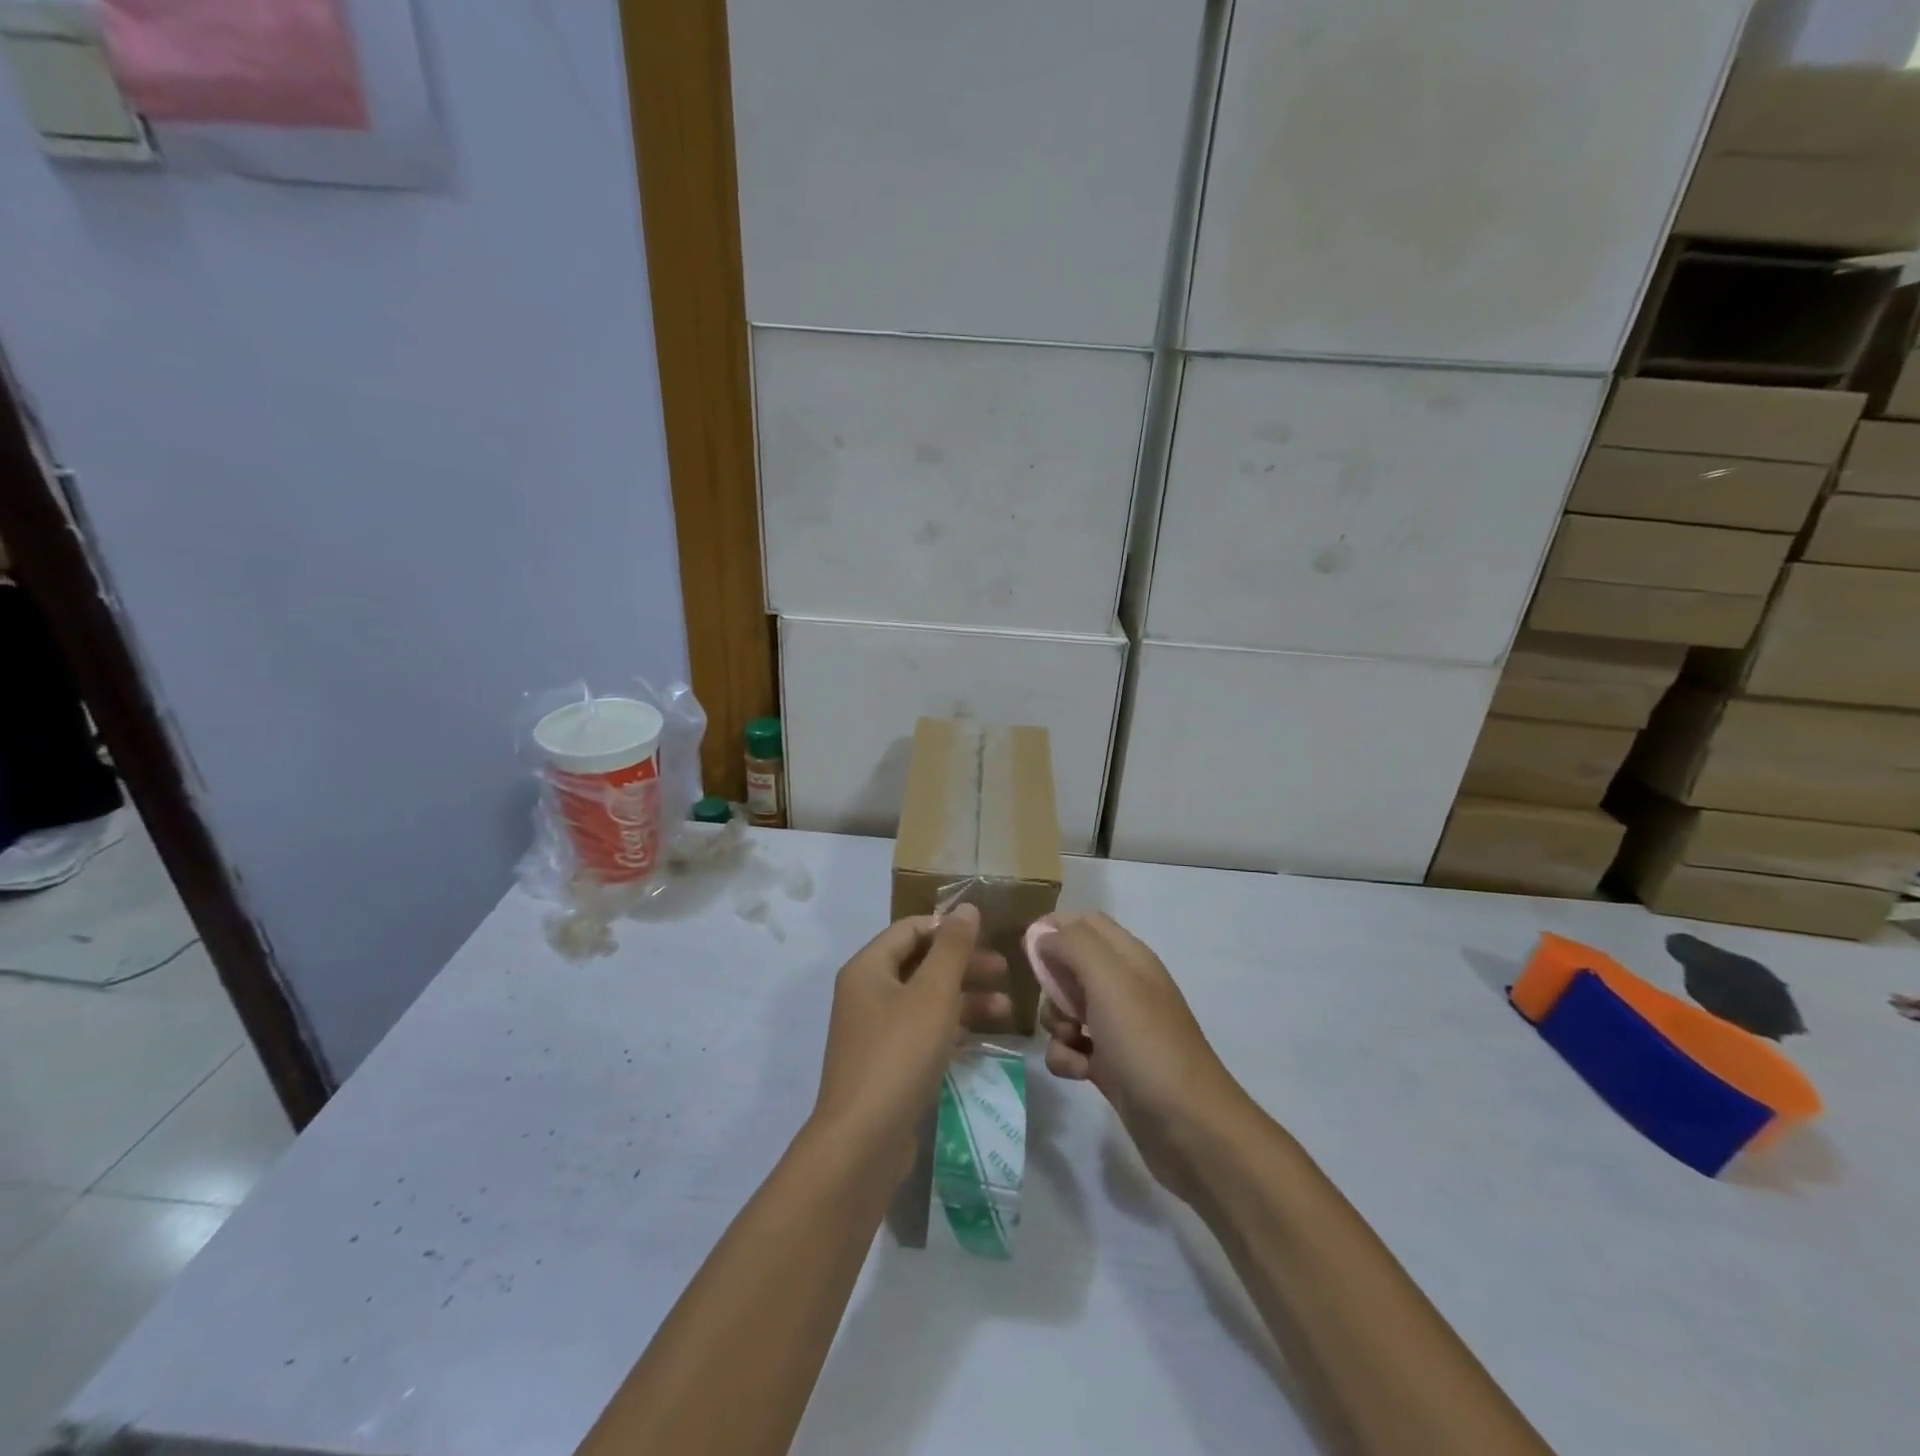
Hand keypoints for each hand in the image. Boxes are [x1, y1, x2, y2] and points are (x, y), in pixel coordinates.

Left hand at [811, 905, 1010, 1173]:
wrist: (862, 1142)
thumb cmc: (899, 1054)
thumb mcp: (933, 994)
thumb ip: (952, 948)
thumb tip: (966, 908)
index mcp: (868, 968)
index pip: (910, 929)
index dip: (948, 928)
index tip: (988, 937)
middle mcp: (866, 994)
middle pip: (920, 964)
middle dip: (964, 965)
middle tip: (1006, 973)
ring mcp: (874, 1032)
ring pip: (925, 1000)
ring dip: (965, 999)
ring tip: (1008, 1010)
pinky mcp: (886, 1065)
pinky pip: (922, 1032)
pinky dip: (952, 1029)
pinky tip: (983, 1038)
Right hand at [1039, 912, 1252, 1201]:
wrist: (1188, 1127)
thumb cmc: (1146, 1043)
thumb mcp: (1109, 980)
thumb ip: (1073, 945)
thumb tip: (1041, 934)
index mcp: (1129, 957)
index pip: (1084, 922)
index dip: (1054, 929)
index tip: (1028, 951)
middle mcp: (1123, 986)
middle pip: (1069, 966)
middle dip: (1051, 983)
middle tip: (1058, 1003)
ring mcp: (1116, 1027)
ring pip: (1065, 1009)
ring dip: (1054, 1023)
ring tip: (1072, 1041)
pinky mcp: (1109, 1065)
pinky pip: (1070, 1048)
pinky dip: (1066, 1057)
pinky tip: (1079, 1073)